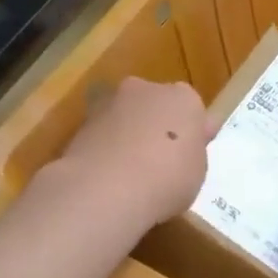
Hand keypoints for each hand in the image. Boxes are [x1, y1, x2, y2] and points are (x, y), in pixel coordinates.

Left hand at [47, 78, 212, 228]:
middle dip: (155, 126)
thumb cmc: (167, 178)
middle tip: (158, 162)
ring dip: (126, 135)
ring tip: (127, 174)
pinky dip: (104, 148)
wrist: (107, 188)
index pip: (191, 109)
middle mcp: (147, 89)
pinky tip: (106, 177)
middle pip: (155, 105)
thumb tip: (186, 143)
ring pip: (125, 116)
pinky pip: (101, 134)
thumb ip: (191, 151)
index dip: (189, 133)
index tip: (186, 155)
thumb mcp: (197, 171)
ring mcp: (110, 102)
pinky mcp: (80, 122)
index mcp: (183, 98)